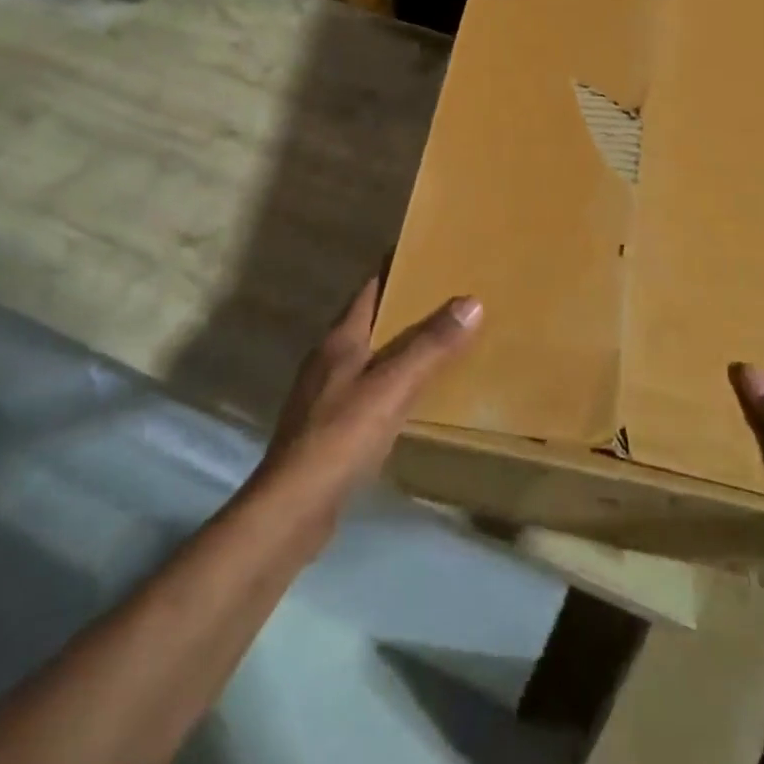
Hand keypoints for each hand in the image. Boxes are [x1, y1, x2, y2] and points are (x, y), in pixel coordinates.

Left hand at [251, 279, 482, 539]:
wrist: (292, 508)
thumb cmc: (341, 436)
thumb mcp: (393, 387)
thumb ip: (431, 346)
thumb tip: (471, 301)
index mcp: (340, 339)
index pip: (370, 288)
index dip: (397, 269)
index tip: (428, 255)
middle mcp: (328, 358)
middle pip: (370, 320)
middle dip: (404, 307)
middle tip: (447, 298)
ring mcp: (324, 394)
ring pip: (368, 355)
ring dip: (398, 345)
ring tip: (437, 342)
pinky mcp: (327, 426)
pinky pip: (366, 388)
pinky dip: (391, 381)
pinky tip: (411, 396)